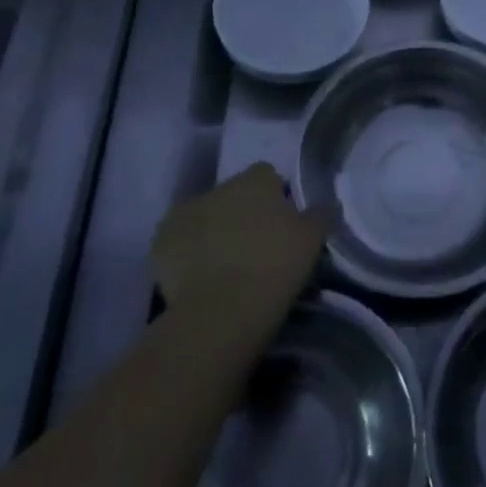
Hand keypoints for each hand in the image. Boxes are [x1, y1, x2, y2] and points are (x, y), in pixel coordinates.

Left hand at [152, 163, 327, 332]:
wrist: (222, 311)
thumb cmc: (275, 267)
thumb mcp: (313, 240)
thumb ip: (319, 214)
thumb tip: (325, 203)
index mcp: (256, 180)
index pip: (267, 175)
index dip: (275, 196)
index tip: (281, 224)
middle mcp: (218, 187)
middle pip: (233, 195)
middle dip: (242, 213)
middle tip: (255, 247)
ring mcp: (184, 213)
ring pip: (204, 216)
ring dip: (214, 231)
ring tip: (226, 267)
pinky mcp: (160, 243)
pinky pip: (178, 242)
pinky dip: (187, 254)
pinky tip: (199, 278)